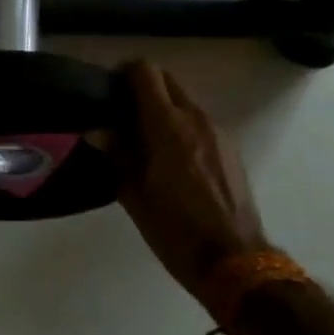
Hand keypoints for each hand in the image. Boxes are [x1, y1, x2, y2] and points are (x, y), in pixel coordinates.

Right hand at [116, 61, 270, 303]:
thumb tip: (96, 131)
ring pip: (185, 102)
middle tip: (123, 116)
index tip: (109, 92)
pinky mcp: (231, 148)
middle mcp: (196, 118)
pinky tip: (173, 161)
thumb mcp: (135, 196)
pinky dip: (182, 127)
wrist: (236, 262)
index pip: (145, 72)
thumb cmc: (176, 230)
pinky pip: (200, 123)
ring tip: (146, 142)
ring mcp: (218, 131)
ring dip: (164, 109)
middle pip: (167, 80)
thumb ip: (117, 155)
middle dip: (144, 88)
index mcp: (168, 125)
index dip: (124, 74)